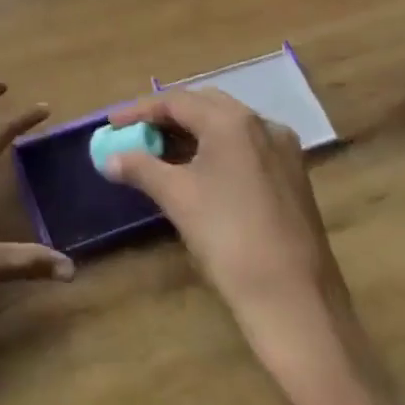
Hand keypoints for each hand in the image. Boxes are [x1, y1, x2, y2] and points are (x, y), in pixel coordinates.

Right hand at [101, 90, 355, 396]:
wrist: (296, 303)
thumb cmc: (229, 238)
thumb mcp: (177, 197)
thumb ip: (140, 168)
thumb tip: (108, 159)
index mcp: (233, 121)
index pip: (176, 101)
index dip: (139, 110)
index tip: (111, 124)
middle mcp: (262, 124)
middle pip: (204, 107)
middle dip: (167, 118)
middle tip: (136, 135)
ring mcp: (283, 151)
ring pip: (227, 128)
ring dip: (192, 135)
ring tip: (160, 154)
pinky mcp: (294, 178)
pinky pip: (246, 149)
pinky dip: (216, 151)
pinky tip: (198, 173)